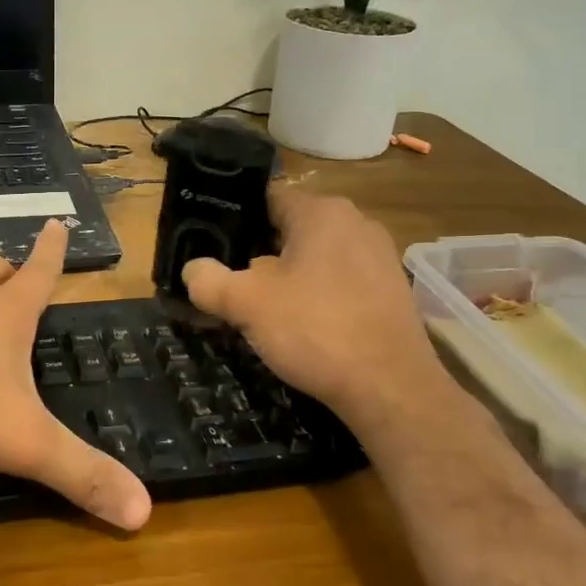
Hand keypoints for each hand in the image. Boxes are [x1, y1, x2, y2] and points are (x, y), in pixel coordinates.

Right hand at [181, 187, 449, 415]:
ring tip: (264, 308)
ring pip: (316, 256)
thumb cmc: (315, 330)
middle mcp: (356, 222)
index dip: (233, 218)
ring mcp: (380, 256)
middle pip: (291, 228)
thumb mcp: (246, 304)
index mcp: (321, 212)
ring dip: (289, 276)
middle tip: (232, 281)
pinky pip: (341, 280)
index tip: (211, 244)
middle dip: (259, 252)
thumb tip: (193, 271)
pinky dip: (319, 295)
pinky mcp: (392, 290)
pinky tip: (305, 326)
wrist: (391, 388)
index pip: (266, 197)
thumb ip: (208, 281)